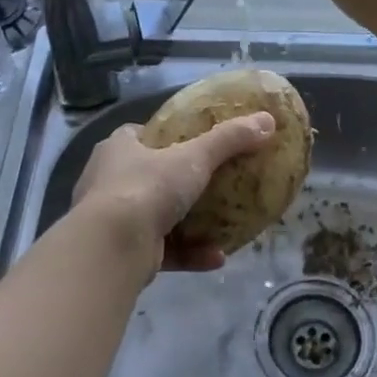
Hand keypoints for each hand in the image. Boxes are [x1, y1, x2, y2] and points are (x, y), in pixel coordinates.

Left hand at [70, 114, 274, 272]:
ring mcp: (113, 220)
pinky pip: (162, 250)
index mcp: (117, 149)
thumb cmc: (148, 187)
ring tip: (222, 224)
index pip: (139, 136)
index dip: (164, 137)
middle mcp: (108, 181)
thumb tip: (267, 120)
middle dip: (178, 183)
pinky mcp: (123, 252)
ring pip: (155, 217)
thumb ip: (230, 139)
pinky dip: (189, 253)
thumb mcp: (194, 157)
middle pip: (147, 176)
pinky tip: (217, 257)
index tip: (192, 142)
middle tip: (212, 184)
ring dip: (189, 224)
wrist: (113, 246)